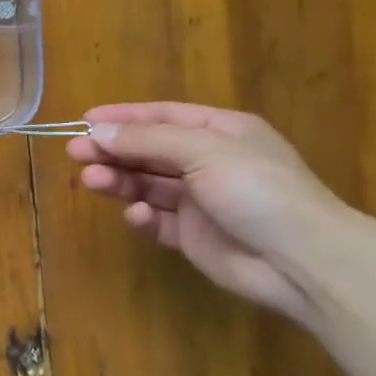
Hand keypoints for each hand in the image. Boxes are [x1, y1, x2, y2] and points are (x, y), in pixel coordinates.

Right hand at [66, 102, 345, 325]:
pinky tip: (136, 215)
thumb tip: (98, 130)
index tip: (84, 122)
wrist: (300, 259)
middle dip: (113, 150)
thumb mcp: (203, 150)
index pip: (162, 116)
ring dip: (119, 180)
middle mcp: (208, 161)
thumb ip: (148, 139)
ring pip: (148, 184)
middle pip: (150, 150)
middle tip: (75, 153)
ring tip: (90, 180)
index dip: (123, 117)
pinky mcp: (193, 236)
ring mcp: (200, 201)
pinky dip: (142, 216)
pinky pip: (158, 220)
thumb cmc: (256, 188)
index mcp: (220, 131)